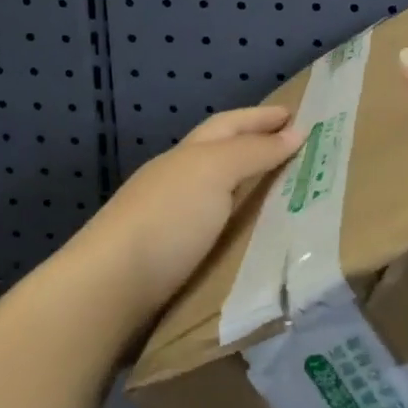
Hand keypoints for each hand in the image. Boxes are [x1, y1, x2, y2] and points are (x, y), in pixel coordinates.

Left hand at [70, 106, 304, 330]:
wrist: (107, 291)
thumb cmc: (166, 219)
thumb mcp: (214, 172)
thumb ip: (254, 152)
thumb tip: (295, 133)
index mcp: (187, 155)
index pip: (229, 125)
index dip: (260, 117)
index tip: (296, 115)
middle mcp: (178, 182)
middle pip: (223, 157)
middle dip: (257, 149)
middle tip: (300, 152)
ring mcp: (173, 222)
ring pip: (222, 196)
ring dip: (253, 190)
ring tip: (291, 195)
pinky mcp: (175, 261)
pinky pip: (221, 232)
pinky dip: (243, 226)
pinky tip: (259, 237)